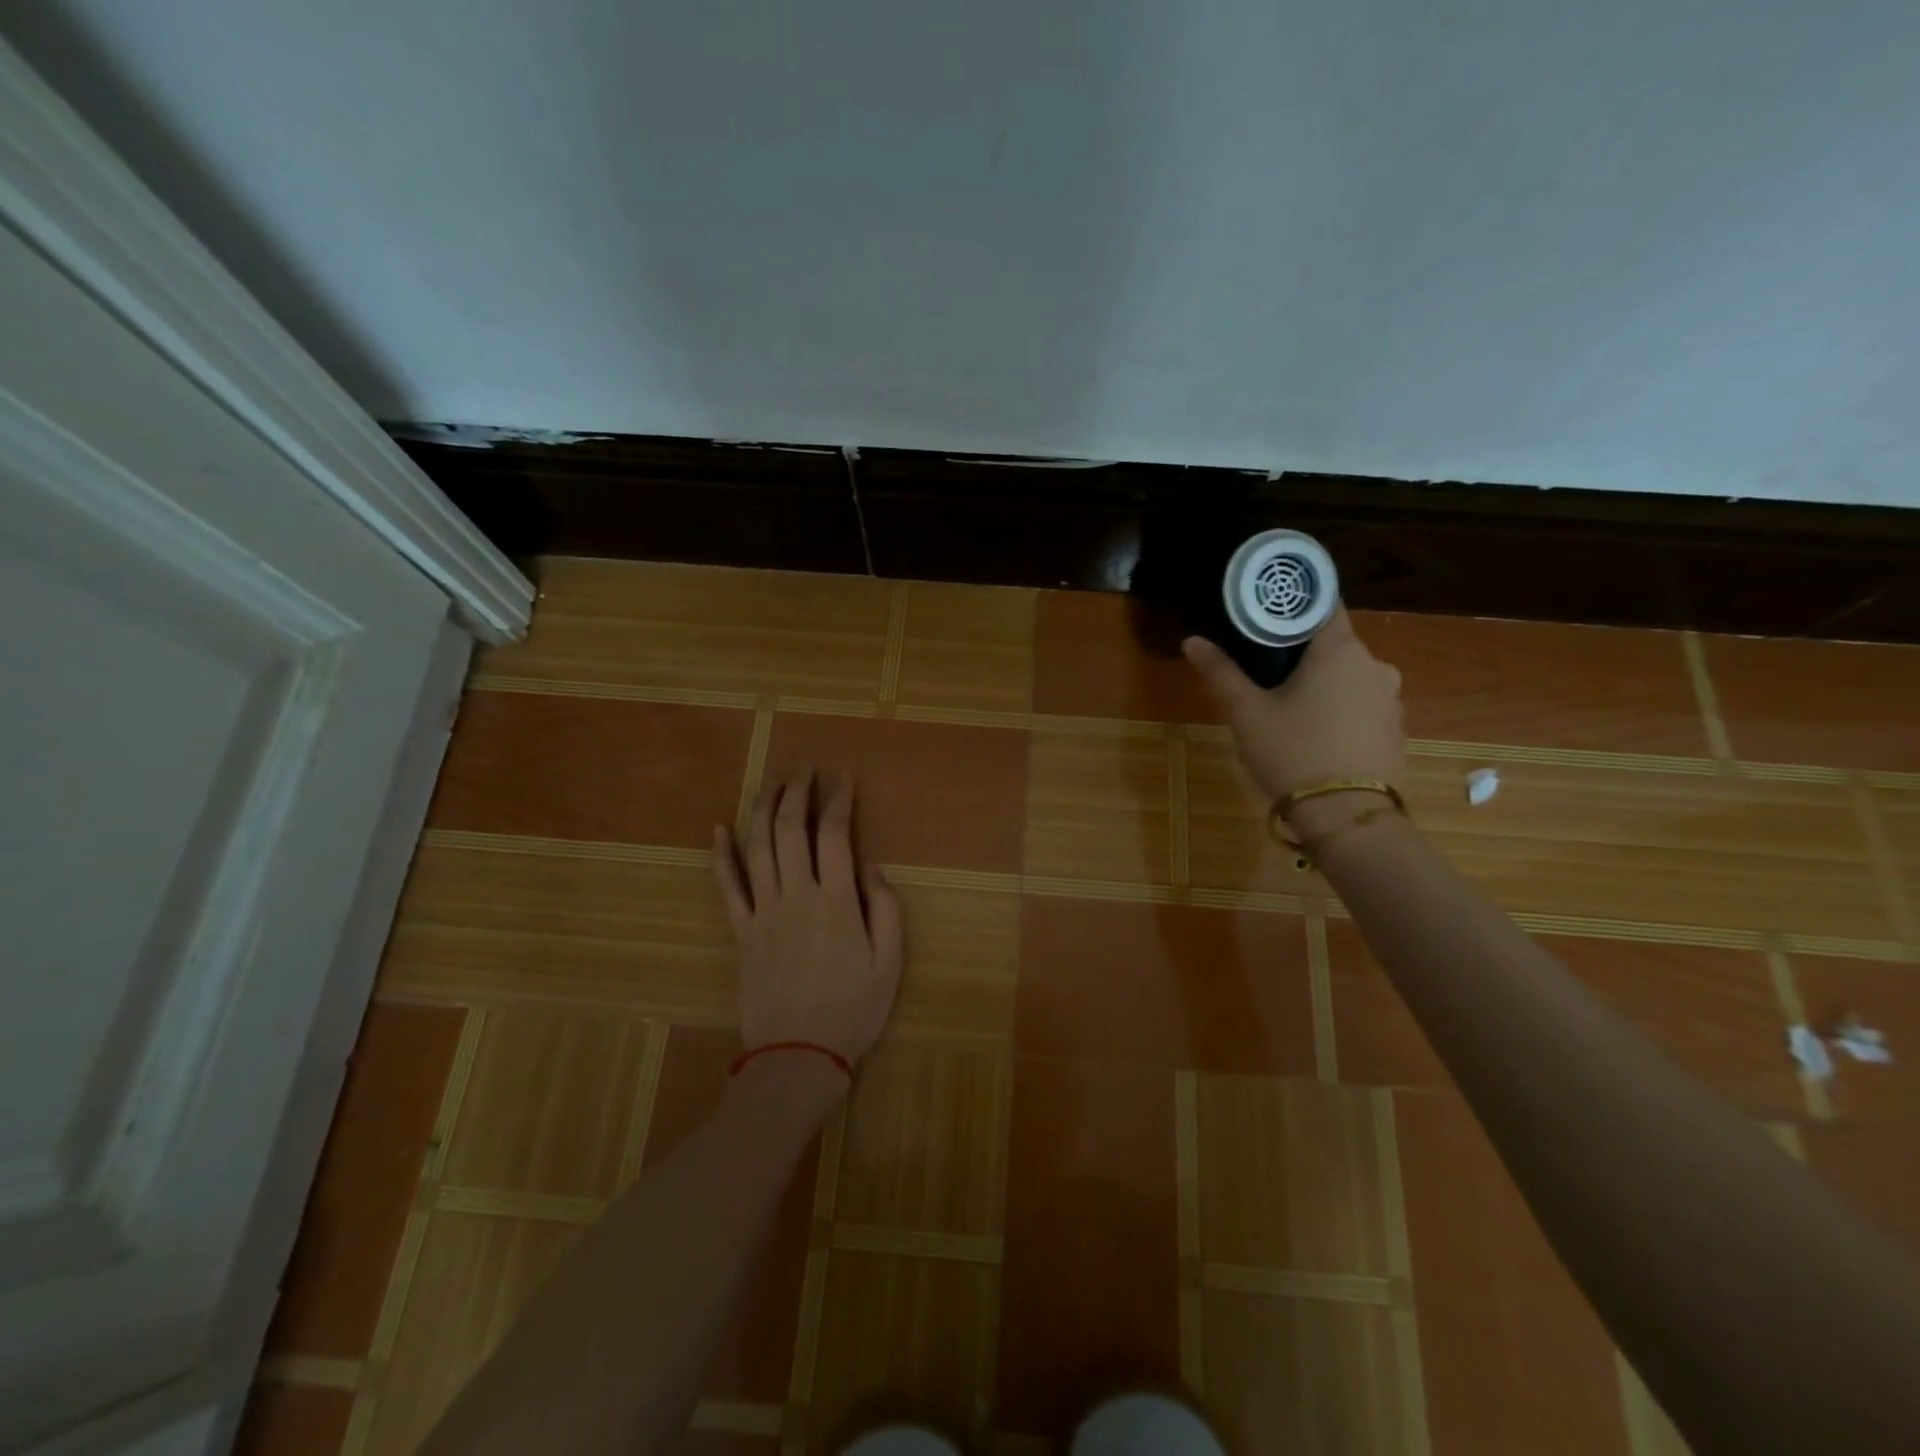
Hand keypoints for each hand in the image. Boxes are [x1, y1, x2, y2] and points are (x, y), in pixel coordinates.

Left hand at [713, 768, 903, 1065]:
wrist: (797, 1056)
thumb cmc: (852, 1010)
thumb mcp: (890, 963)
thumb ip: (885, 909)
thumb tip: (871, 865)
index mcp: (836, 901)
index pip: (834, 835)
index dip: (837, 801)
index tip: (841, 778)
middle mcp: (796, 896)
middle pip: (790, 830)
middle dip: (796, 791)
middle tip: (803, 767)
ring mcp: (763, 912)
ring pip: (757, 848)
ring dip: (762, 809)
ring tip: (770, 782)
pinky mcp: (740, 931)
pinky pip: (727, 886)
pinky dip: (721, 855)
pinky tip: (718, 828)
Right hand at [1183, 607, 1406, 816]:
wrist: (1346, 816)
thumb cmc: (1292, 752)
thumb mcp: (1246, 712)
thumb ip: (1221, 672)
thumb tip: (1191, 641)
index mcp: (1340, 650)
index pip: (1322, 604)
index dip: (1294, 605)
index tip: (1267, 614)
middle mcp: (1375, 665)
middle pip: (1334, 643)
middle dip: (1302, 652)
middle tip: (1265, 668)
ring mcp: (1391, 699)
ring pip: (1349, 676)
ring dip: (1323, 683)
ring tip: (1289, 706)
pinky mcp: (1395, 730)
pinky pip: (1362, 705)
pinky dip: (1341, 709)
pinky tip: (1316, 733)